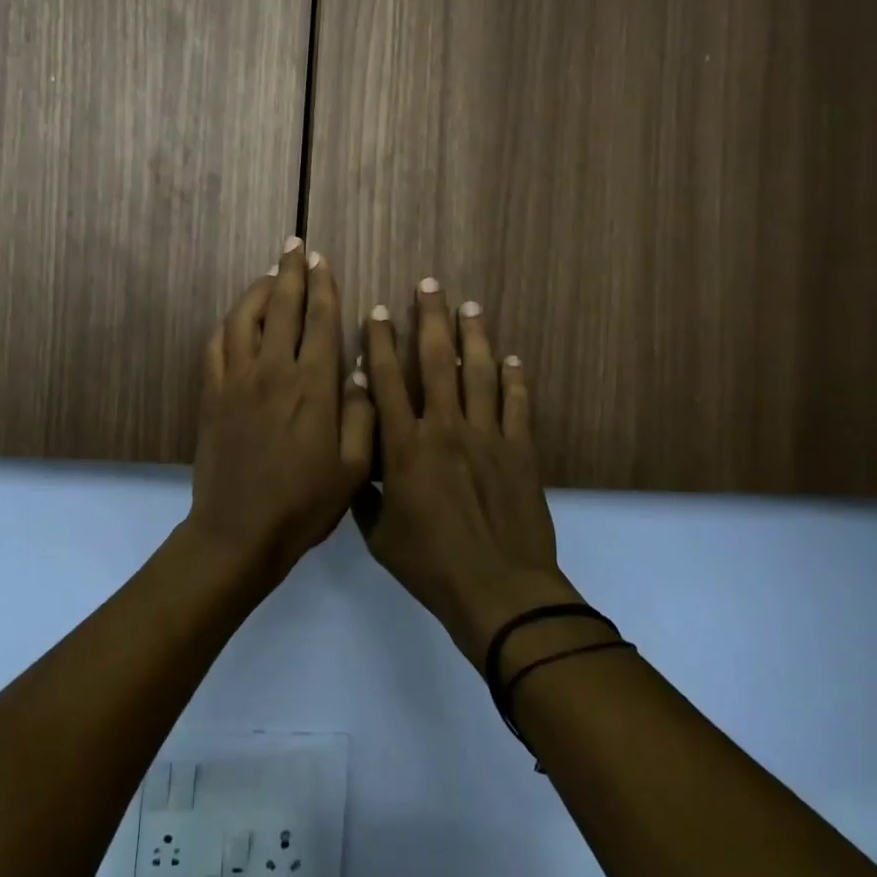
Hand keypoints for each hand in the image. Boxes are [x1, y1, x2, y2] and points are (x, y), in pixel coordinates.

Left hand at [188, 239, 376, 586]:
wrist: (239, 532)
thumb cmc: (304, 503)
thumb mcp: (353, 468)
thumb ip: (361, 413)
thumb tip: (360, 369)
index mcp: (314, 385)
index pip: (321, 320)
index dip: (323, 286)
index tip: (322, 260)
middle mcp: (274, 371)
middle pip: (282, 307)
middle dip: (291, 271)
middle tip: (296, 245)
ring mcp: (237, 380)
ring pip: (244, 318)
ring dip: (257, 289)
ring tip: (269, 272)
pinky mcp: (211, 394)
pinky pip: (217, 345)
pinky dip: (228, 324)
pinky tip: (236, 318)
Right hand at [353, 279, 573, 664]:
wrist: (498, 590)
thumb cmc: (430, 564)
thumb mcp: (380, 535)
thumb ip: (365, 493)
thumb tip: (356, 460)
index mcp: (404, 447)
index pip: (386, 382)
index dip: (380, 343)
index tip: (377, 312)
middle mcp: (444, 428)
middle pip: (435, 361)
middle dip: (430, 319)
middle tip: (430, 285)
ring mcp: (486, 436)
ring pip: (478, 373)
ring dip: (472, 337)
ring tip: (469, 307)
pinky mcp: (520, 450)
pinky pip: (517, 404)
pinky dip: (515, 379)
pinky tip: (512, 358)